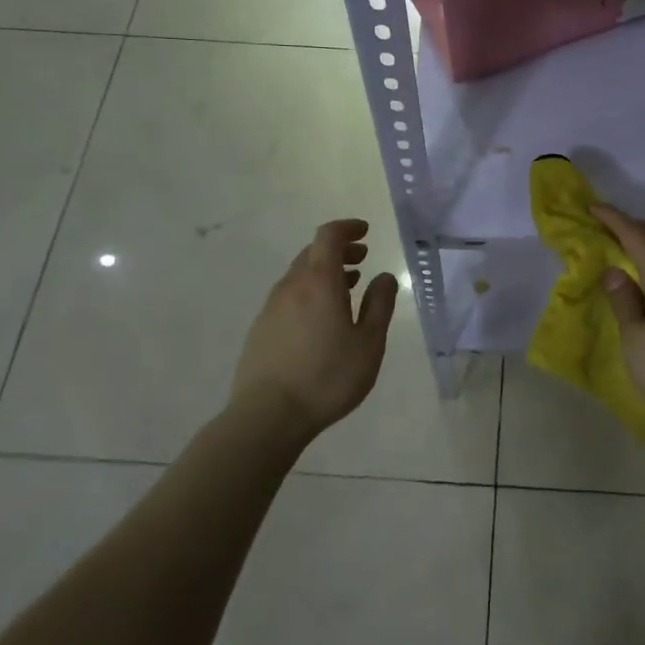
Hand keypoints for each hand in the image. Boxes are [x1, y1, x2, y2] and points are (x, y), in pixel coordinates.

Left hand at [230, 219, 399, 441]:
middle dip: (339, 250)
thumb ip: (379, 305)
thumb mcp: (368, 343)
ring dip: (324, 272)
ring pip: (300, 276)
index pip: (329, 237)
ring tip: (347, 288)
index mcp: (319, 282)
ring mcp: (271, 307)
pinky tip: (321, 318)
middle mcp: (291, 286)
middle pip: (313, 253)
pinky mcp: (261, 328)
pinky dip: (309, 292)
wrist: (267, 415)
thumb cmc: (327, 377)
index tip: (365, 232)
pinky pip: (289, 296)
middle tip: (362, 259)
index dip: (347, 228)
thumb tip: (383, 277)